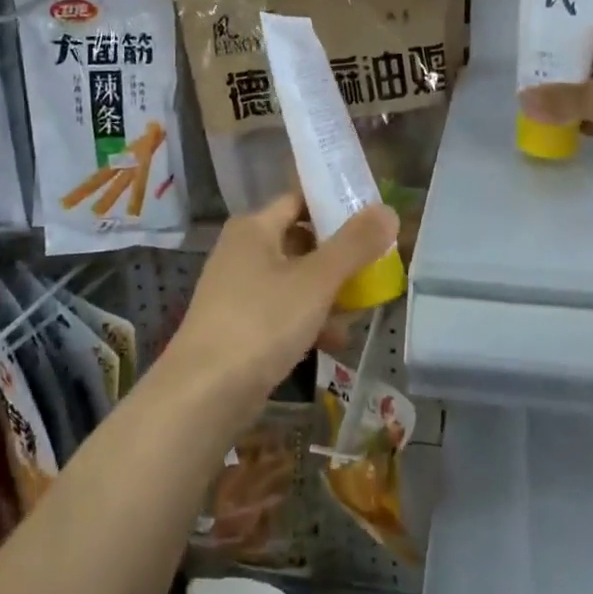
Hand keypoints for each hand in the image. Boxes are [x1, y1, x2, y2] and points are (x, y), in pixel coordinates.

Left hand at [163, 191, 398, 412]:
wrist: (204, 393)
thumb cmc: (262, 322)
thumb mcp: (316, 280)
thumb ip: (354, 245)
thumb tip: (387, 210)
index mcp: (254, 228)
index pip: (299, 200)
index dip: (335, 205)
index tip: (372, 219)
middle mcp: (242, 252)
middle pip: (300, 242)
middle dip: (339, 257)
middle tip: (376, 266)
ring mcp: (239, 291)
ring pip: (295, 281)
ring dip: (329, 294)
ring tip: (362, 310)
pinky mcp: (241, 327)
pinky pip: (283, 313)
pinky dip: (309, 322)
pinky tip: (336, 342)